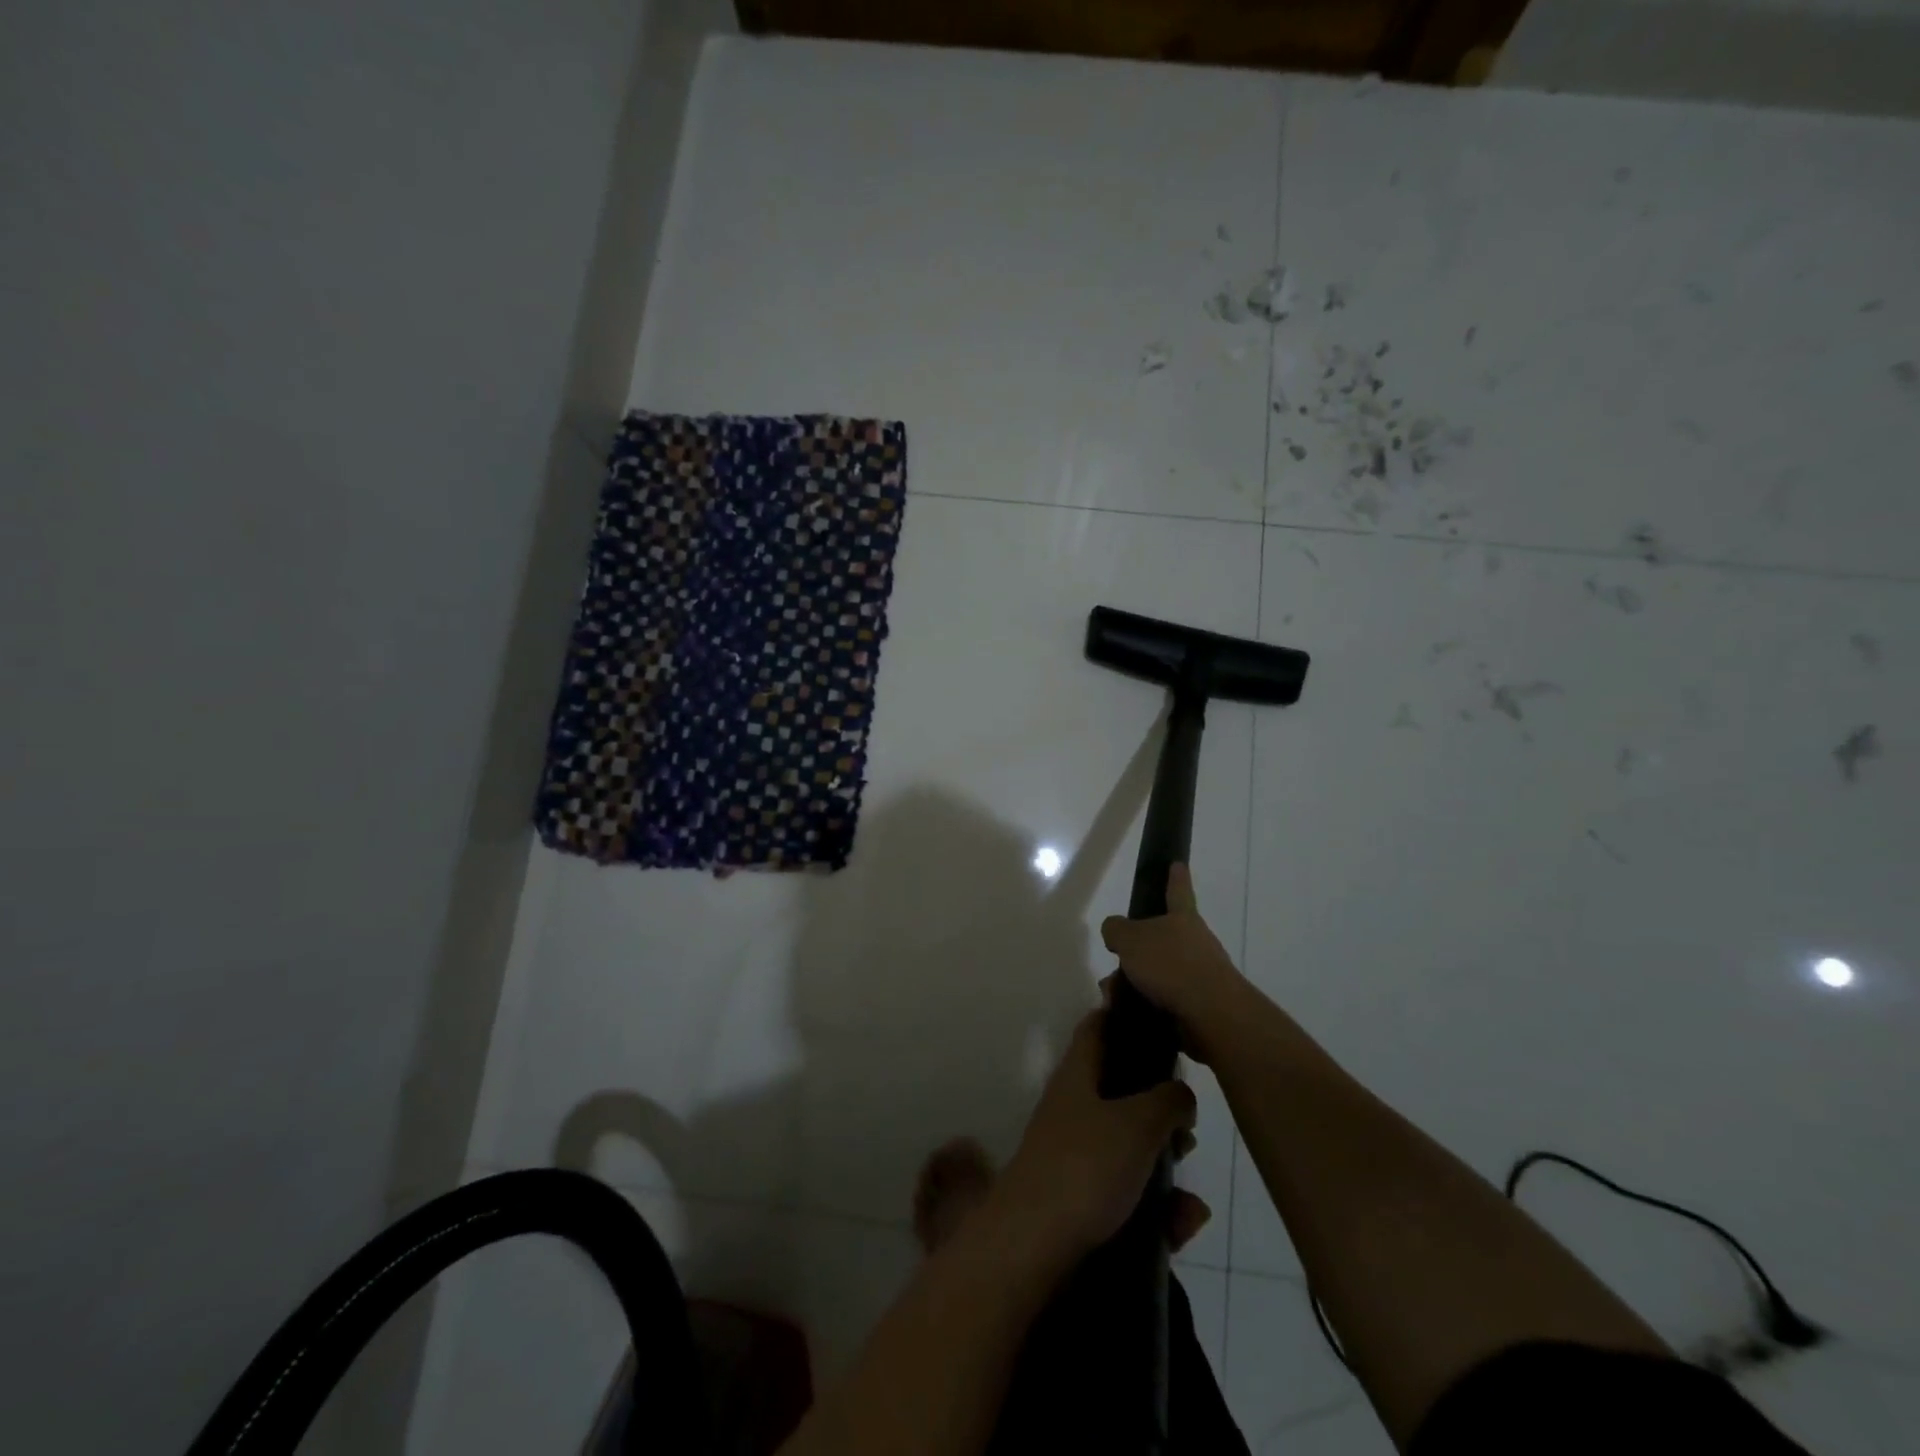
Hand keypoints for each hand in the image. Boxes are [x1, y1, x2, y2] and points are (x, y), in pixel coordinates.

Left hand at [998, 1010, 1201, 1257]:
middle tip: (1190, 1128)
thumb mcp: (1137, 1123)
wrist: (1033, 1246)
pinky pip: (1127, 1194)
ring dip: (1163, 1165)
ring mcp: (1075, 1154)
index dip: (1127, 1017)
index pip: (1099, 1027)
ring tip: (1191, 1192)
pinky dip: (1157, 1208)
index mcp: (1078, 1074)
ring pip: (1129, 1147)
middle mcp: (1073, 1107)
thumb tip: (1181, 1093)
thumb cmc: (1086, 1166)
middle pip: (1121, 1091)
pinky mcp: (1080, 1200)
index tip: (1163, 1023)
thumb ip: (1168, 1101)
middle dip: (1160, 1109)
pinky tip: (1185, 1224)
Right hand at [1099, 865, 1248, 1065]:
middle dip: (1136, 952)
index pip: (1178, 890)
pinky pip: (1163, 1000)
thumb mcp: (1130, 939)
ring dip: (1134, 983)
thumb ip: (1116, 929)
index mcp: (1183, 919)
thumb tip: (1115, 931)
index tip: (1177, 864)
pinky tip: (1126, 1013)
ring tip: (1113, 996)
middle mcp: (1196, 943)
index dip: (1175, 877)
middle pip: (1161, 940)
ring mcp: (1201, 976)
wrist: (1211, 1016)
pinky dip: (1143, 1005)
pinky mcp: (1199, 1007)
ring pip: (1159, 973)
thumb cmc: (1171, 965)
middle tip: (1114, 964)